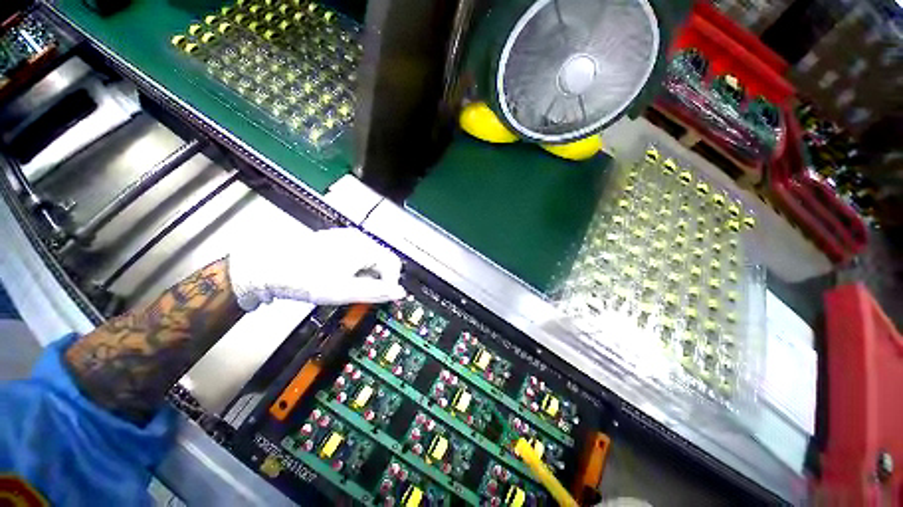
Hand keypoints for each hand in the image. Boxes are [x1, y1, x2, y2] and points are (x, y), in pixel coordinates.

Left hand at [228, 227, 405, 309]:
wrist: (268, 268)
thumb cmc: (304, 277)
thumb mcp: (345, 291)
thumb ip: (376, 292)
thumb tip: (398, 293)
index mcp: (364, 246)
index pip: (393, 264)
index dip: (391, 283)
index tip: (383, 298)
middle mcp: (357, 239)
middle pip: (381, 261)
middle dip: (377, 280)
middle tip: (362, 295)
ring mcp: (344, 239)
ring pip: (368, 259)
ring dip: (365, 276)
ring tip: (348, 288)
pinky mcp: (334, 243)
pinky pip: (355, 256)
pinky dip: (354, 270)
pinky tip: (339, 279)